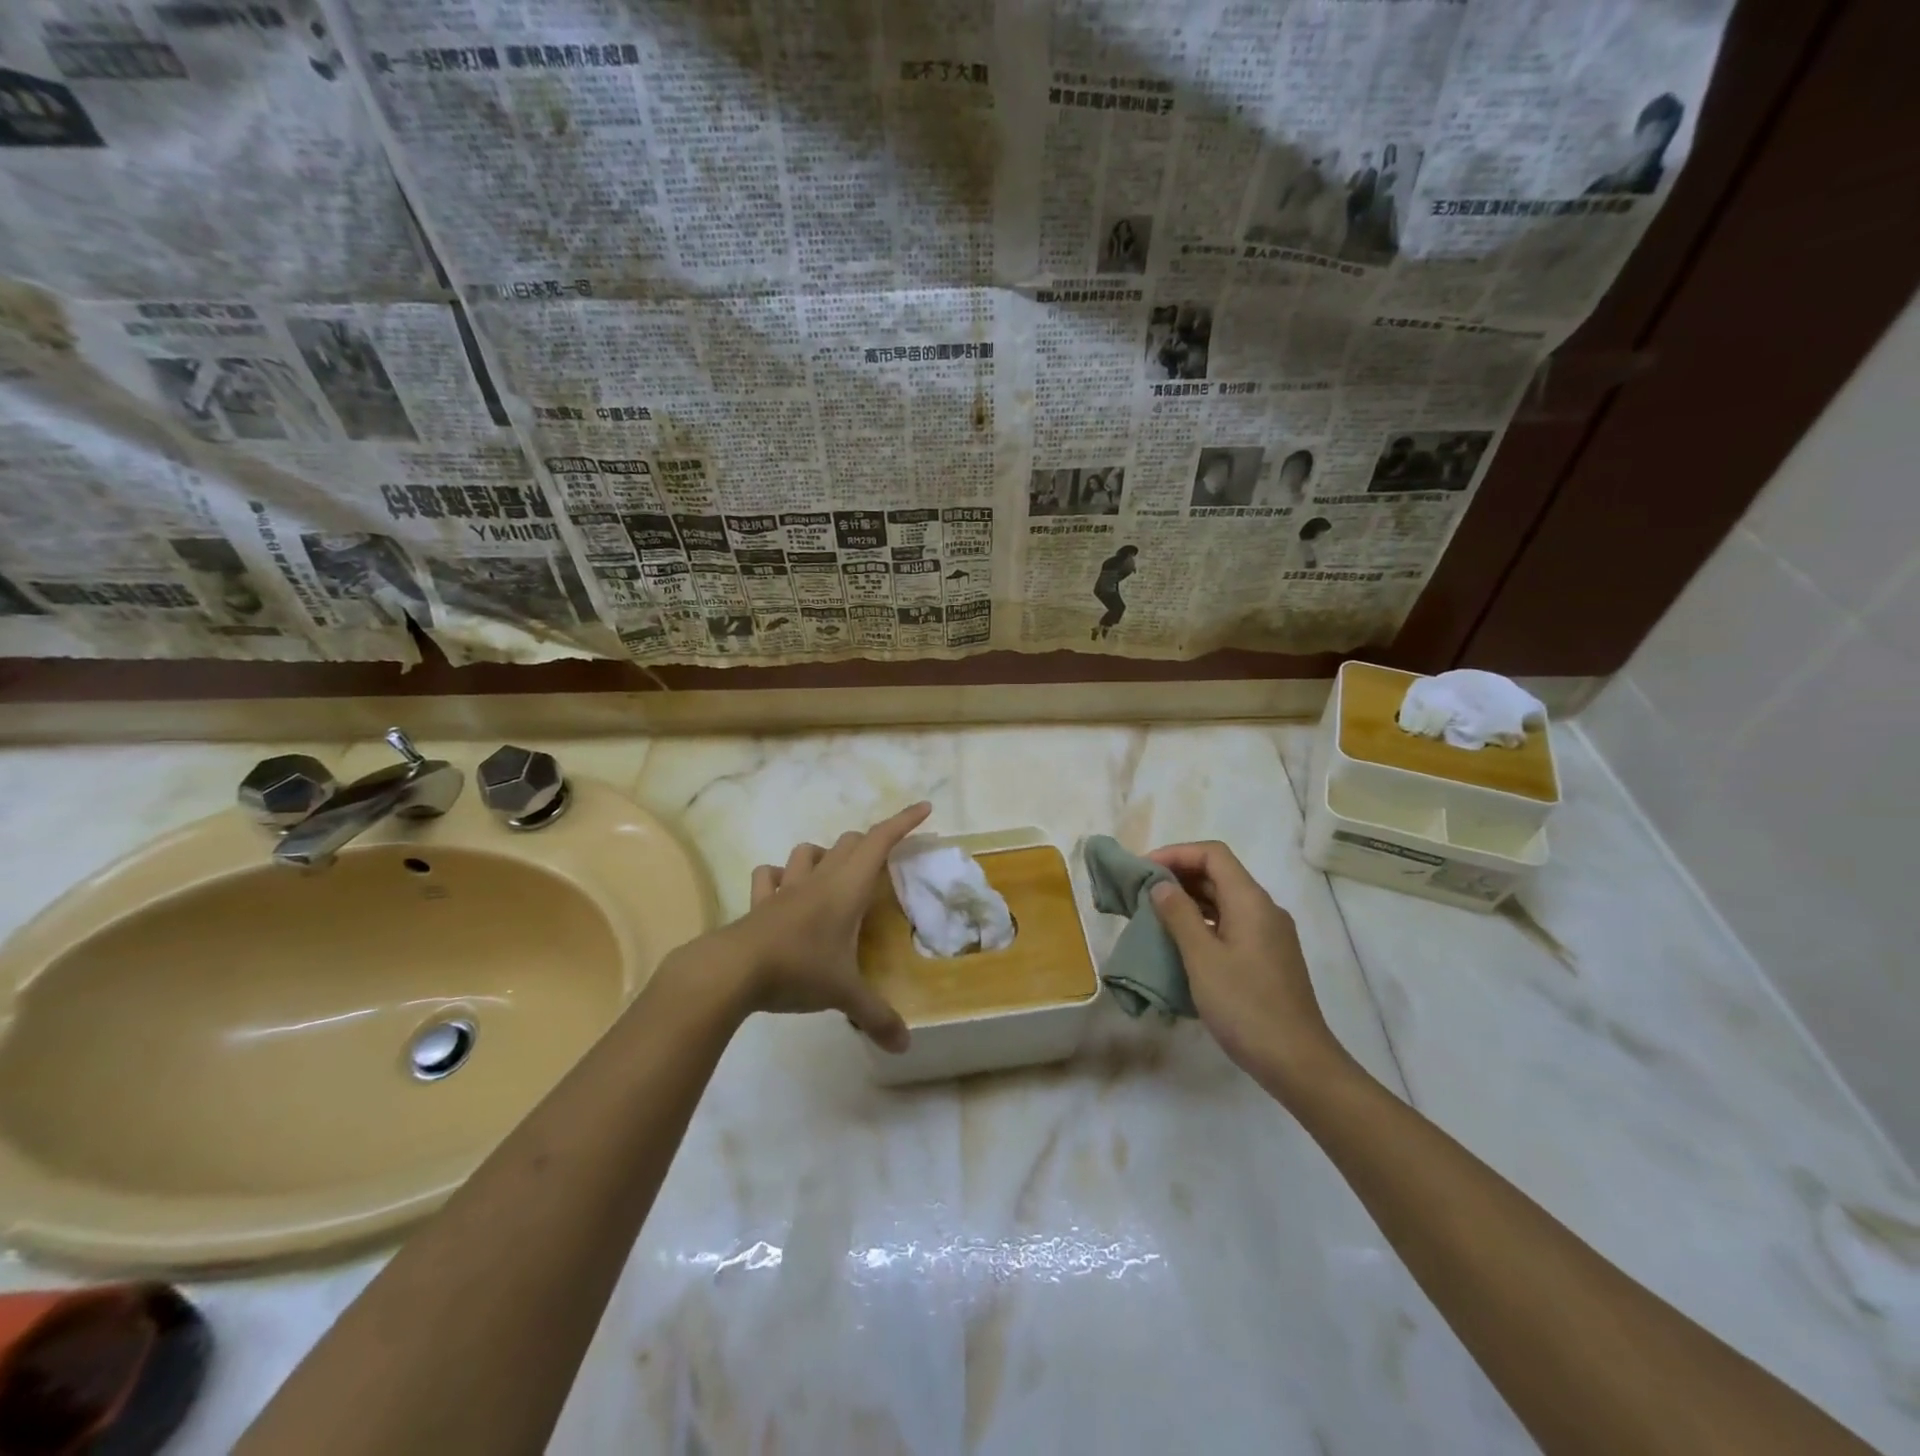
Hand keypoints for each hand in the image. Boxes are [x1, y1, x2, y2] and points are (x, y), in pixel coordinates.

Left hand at [719, 802, 931, 1052]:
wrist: (732, 970)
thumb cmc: (798, 969)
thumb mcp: (843, 994)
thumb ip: (876, 1016)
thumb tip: (905, 1046)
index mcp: (847, 888)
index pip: (880, 842)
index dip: (903, 822)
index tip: (924, 808)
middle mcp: (819, 879)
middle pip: (849, 843)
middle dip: (870, 844)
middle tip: (884, 864)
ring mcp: (785, 888)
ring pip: (807, 852)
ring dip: (824, 856)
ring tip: (833, 876)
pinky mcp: (759, 903)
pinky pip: (769, 877)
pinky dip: (779, 878)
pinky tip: (782, 892)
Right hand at [1146, 841, 1345, 1097]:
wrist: (1297, 1062)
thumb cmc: (1245, 1006)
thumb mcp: (1202, 958)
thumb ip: (1179, 915)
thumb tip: (1161, 884)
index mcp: (1251, 901)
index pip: (1213, 854)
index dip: (1176, 853)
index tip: (1143, 870)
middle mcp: (1264, 910)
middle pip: (1219, 875)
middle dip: (1179, 876)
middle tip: (1141, 892)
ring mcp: (1269, 935)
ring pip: (1225, 901)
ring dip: (1189, 900)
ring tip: (1153, 914)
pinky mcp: (1268, 958)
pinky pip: (1230, 924)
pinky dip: (1203, 922)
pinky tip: (1180, 943)